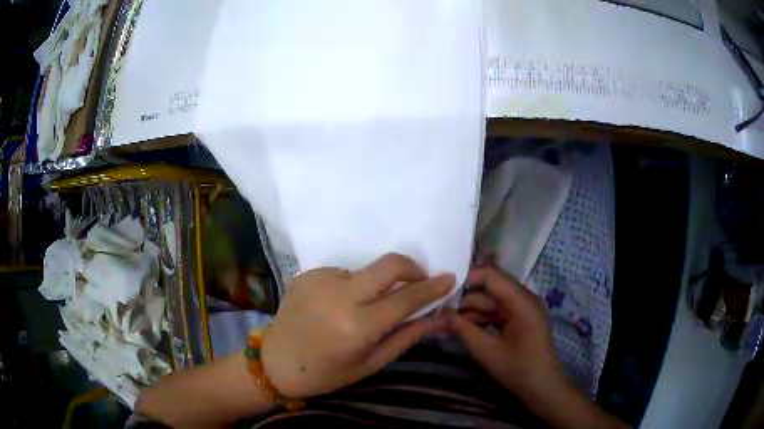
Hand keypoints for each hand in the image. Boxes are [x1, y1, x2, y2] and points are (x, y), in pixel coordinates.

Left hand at [262, 253, 454, 397]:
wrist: (276, 362)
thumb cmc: (326, 373)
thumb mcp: (370, 365)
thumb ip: (404, 338)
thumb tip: (432, 316)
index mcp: (358, 326)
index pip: (406, 299)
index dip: (432, 288)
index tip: (449, 278)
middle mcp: (340, 296)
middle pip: (389, 264)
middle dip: (412, 267)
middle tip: (418, 279)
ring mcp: (320, 281)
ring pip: (364, 270)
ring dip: (375, 283)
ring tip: (364, 306)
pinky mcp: (307, 274)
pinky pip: (341, 273)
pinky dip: (349, 286)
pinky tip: (337, 306)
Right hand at [449, 265, 564, 400]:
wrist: (542, 389)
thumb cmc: (518, 370)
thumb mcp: (486, 351)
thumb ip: (462, 329)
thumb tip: (439, 313)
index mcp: (521, 301)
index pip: (490, 275)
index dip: (465, 278)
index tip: (440, 288)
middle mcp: (523, 299)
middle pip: (488, 288)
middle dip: (462, 298)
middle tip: (435, 307)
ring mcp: (521, 310)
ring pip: (489, 302)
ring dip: (467, 310)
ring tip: (441, 319)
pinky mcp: (517, 321)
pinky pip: (494, 313)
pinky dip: (477, 319)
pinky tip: (458, 327)